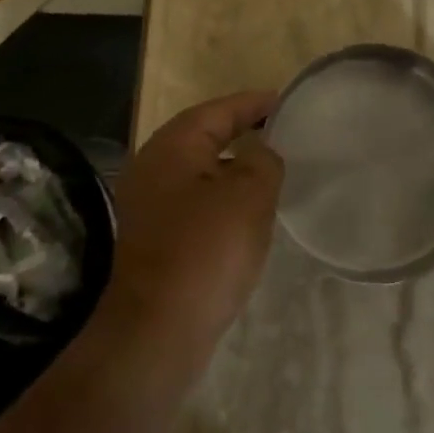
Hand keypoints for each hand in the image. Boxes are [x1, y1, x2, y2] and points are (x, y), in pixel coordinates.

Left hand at [102, 91, 282, 359]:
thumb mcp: (248, 196)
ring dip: (232, 168)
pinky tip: (245, 215)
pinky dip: (221, 198)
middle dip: (241, 131)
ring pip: (198, 172)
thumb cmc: (204, 252)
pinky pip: (194, 203)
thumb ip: (262, 161)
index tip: (285, 101)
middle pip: (203, 136)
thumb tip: (259, 153)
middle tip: (281, 132)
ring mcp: (148, 205)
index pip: (218, 110)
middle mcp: (153, 167)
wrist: (154, 331)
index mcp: (172, 147)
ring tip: (270, 170)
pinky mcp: (153, 239)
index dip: (253, 103)